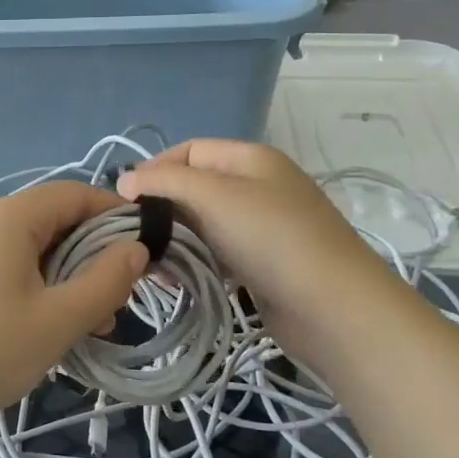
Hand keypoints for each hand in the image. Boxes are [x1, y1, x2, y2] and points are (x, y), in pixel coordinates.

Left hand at [0, 181, 147, 457]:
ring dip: (67, 280)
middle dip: (94, 257)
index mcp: (9, 217)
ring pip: (31, 252)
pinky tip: (45, 330)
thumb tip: (137, 249)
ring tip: (90, 326)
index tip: (150, 253)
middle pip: (54, 222)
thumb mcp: (57, 320)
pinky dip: (36, 290)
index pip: (77, 194)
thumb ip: (106, 281)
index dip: (118, 217)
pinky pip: (5, 270)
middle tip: (118, 303)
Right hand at [116, 140, 376, 326]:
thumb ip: (165, 181)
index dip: (154, 169)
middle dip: (161, 208)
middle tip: (133, 237)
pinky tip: (176, 280)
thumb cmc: (271, 239)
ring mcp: (261, 227)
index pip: (188, 150)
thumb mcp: (213, 196)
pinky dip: (193, 261)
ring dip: (174, 239)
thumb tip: (124, 179)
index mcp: (250, 159)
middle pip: (194, 187)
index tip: (125, 201)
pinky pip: (216, 253)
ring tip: (151, 264)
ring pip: (202, 224)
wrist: (333, 307)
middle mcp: (256, 186)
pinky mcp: (260, 263)